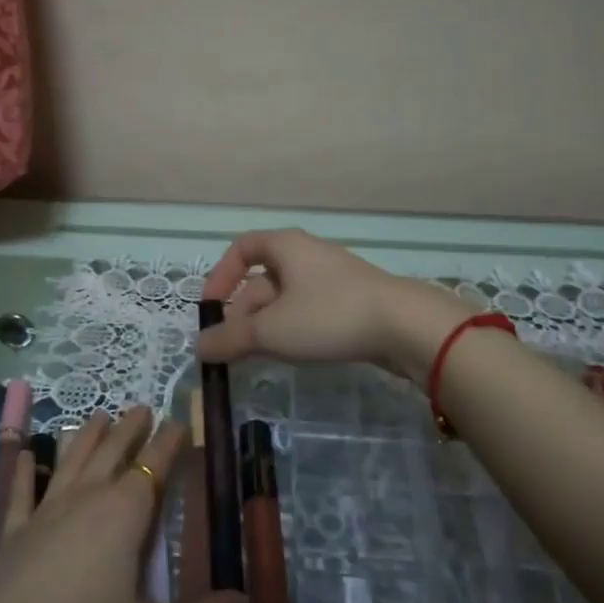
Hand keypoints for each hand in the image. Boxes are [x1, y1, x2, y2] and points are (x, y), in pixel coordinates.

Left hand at [0, 406, 246, 602]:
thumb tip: (244, 602)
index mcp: (124, 515)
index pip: (154, 465)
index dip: (170, 442)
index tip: (181, 421)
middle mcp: (86, 500)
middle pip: (112, 452)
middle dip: (131, 428)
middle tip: (143, 407)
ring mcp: (44, 513)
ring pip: (72, 461)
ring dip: (88, 436)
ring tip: (99, 415)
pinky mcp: (11, 536)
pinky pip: (21, 493)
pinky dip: (25, 471)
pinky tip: (26, 454)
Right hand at [196, 229, 470, 384]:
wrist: (404, 325)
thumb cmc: (329, 315)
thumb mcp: (272, 330)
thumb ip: (231, 338)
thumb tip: (199, 347)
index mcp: (285, 246)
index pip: (241, 248)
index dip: (220, 276)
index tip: (209, 308)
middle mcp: (306, 254)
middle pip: (261, 278)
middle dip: (242, 312)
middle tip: (232, 348)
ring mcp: (330, 278)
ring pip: (285, 298)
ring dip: (265, 325)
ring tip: (258, 356)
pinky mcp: (350, 302)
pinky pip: (308, 310)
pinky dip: (292, 329)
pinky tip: (293, 353)